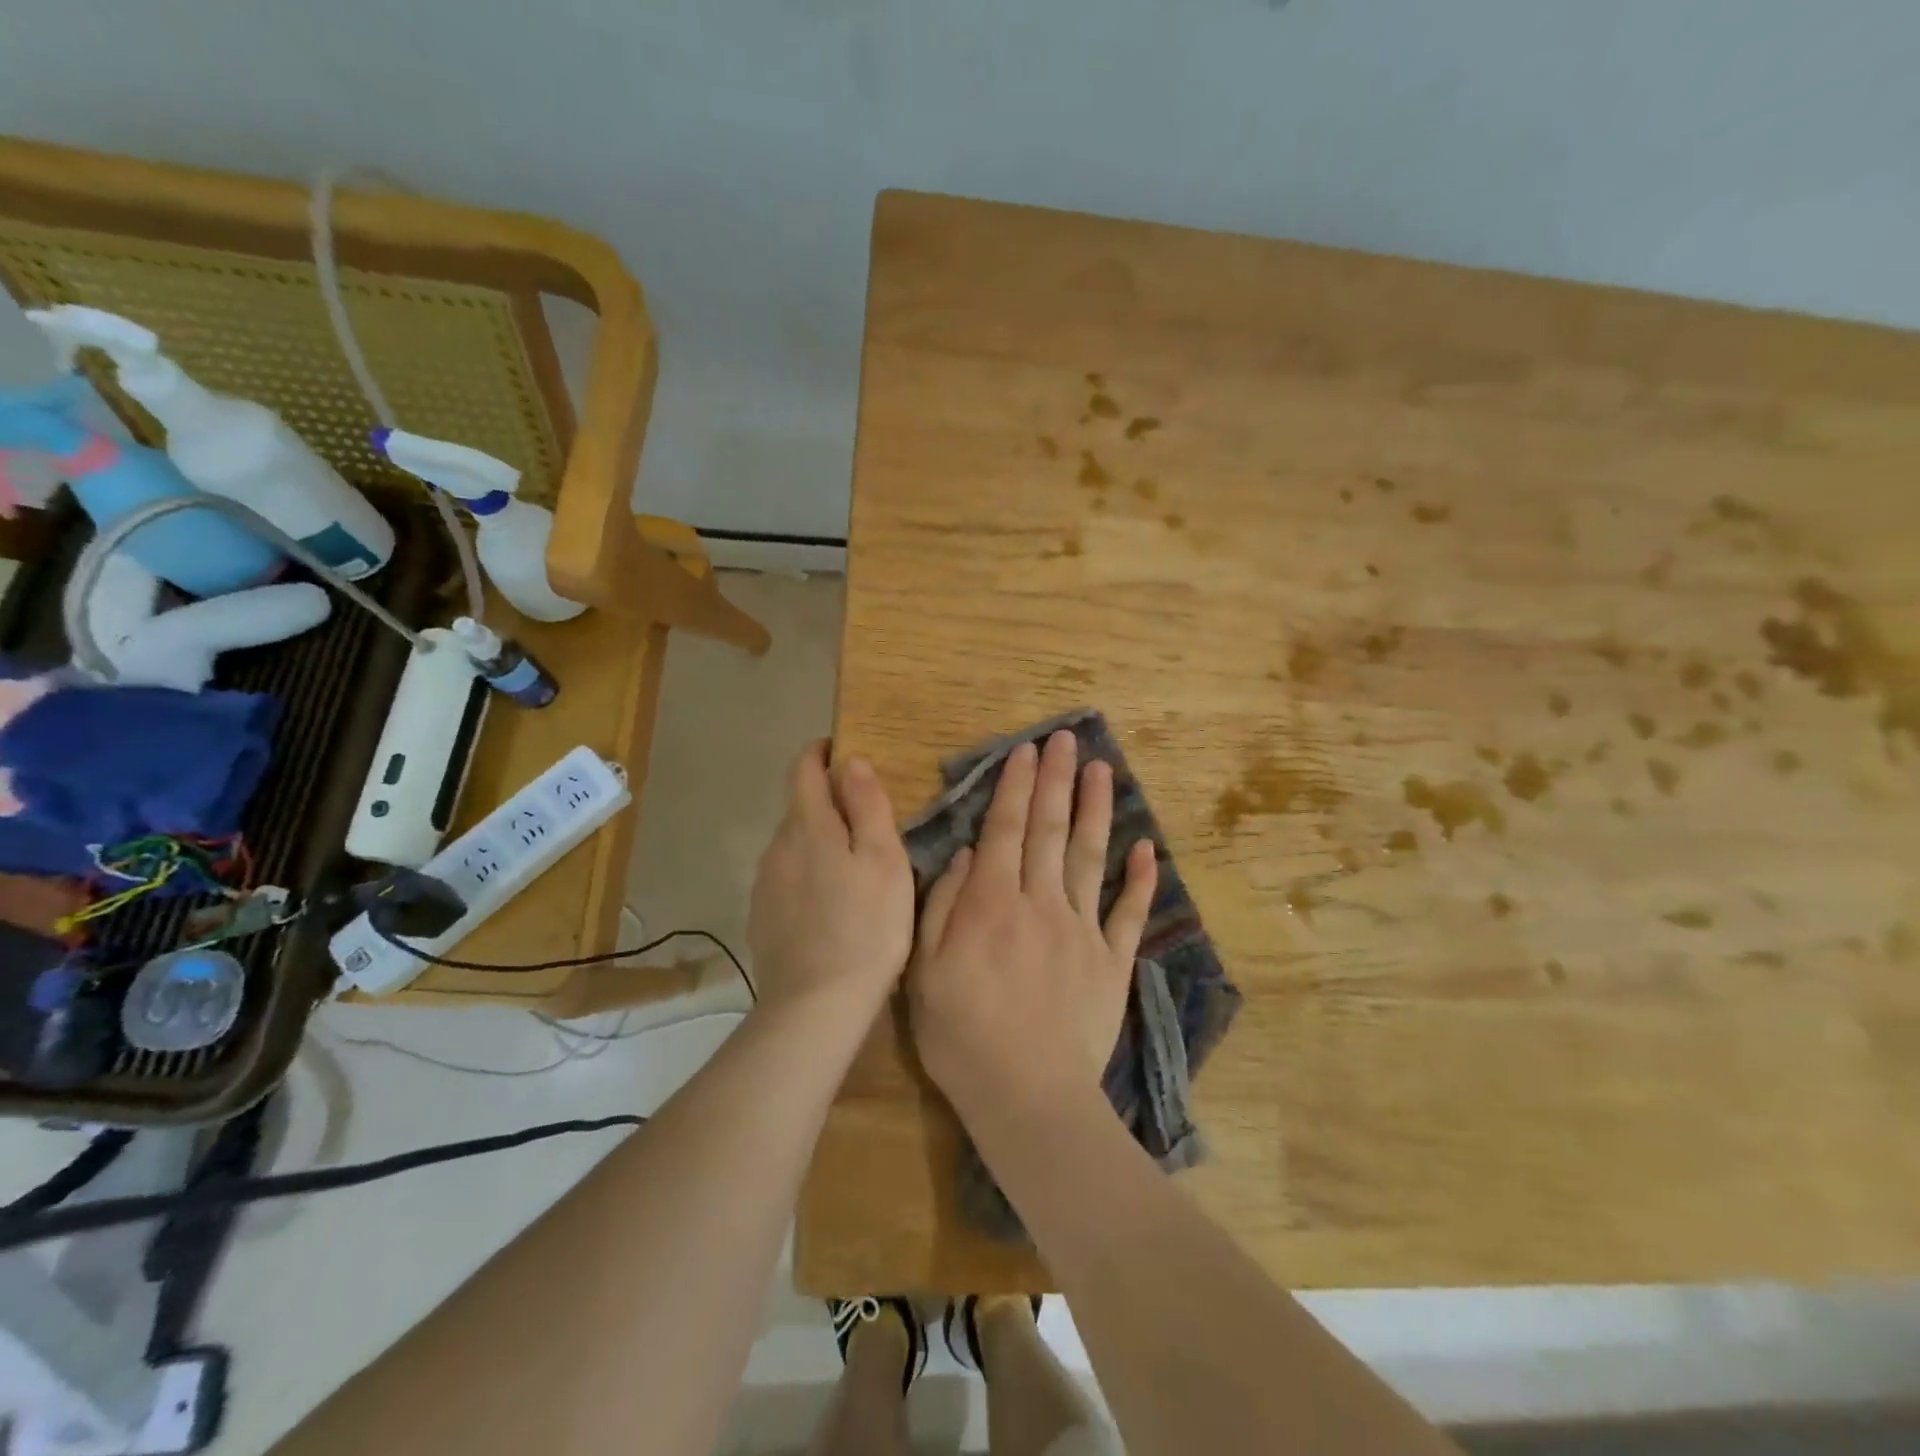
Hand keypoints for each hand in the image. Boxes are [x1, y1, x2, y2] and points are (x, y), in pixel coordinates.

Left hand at [747, 741, 913, 1019]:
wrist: (816, 1004)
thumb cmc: (866, 927)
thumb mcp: (885, 860)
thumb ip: (867, 805)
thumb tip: (850, 761)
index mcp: (809, 825)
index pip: (804, 769)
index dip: (820, 753)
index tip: (842, 751)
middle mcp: (777, 845)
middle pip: (800, 807)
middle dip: (828, 804)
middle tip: (867, 824)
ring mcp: (764, 882)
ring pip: (793, 844)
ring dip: (818, 842)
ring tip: (852, 869)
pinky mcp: (761, 915)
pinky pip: (785, 877)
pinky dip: (807, 875)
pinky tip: (829, 905)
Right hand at [908, 728, 1157, 1124]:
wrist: (1027, 1096)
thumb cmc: (963, 1036)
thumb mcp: (925, 972)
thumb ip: (943, 907)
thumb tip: (967, 855)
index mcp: (992, 904)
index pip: (1006, 830)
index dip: (1017, 787)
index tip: (1028, 751)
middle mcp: (1040, 903)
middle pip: (1050, 830)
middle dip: (1057, 781)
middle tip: (1066, 740)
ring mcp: (1082, 930)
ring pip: (1091, 857)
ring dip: (1097, 810)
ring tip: (1102, 770)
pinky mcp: (1112, 961)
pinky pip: (1129, 912)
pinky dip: (1140, 879)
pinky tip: (1147, 847)